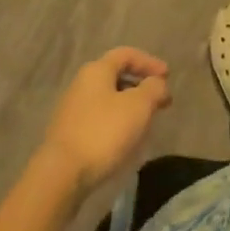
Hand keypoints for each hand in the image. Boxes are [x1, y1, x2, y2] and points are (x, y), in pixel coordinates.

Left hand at [38, 48, 171, 199]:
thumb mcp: (138, 107)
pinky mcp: (69, 134)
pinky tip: (125, 141)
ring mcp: (72, 109)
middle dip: (140, 87)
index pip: (126, 55)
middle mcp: (82, 84)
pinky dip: (117, 123)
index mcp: (97, 70)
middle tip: (159, 102)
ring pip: (108, 99)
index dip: (149, 62)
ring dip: (129, 107)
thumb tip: (158, 84)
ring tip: (146, 124)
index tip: (168, 76)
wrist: (61, 175)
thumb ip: (153, 89)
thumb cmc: (103, 132)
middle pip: (116, 76)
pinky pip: (99, 119)